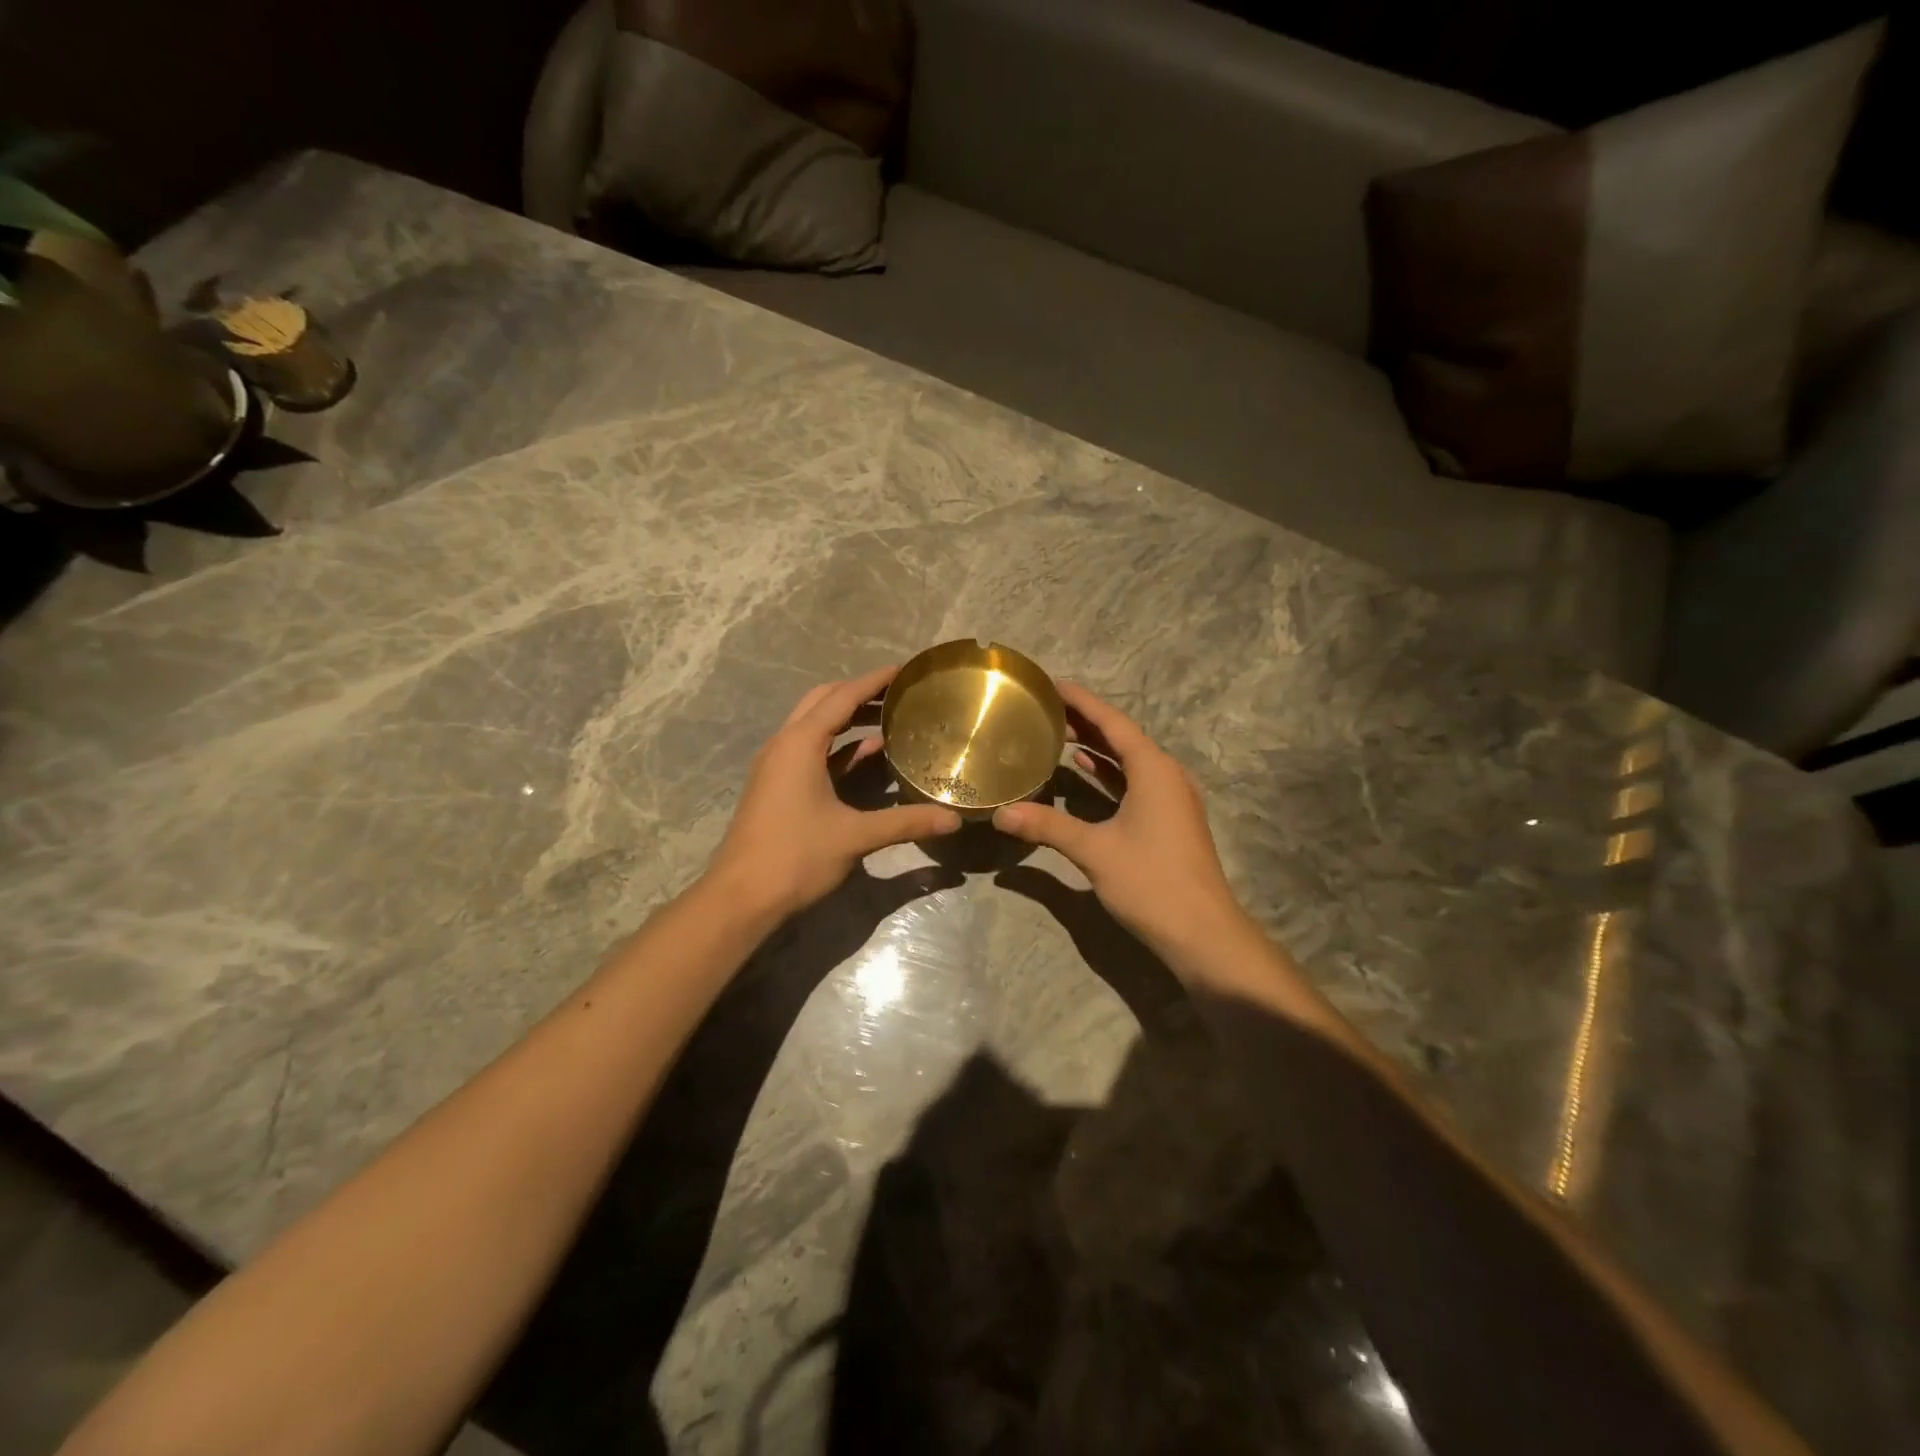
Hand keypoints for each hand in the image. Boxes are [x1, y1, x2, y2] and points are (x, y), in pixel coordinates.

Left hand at [707, 666, 961, 919]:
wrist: (741, 897)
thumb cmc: (795, 857)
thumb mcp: (855, 837)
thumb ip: (905, 823)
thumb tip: (953, 820)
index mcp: (800, 744)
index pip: (841, 697)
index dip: (874, 681)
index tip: (905, 671)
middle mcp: (784, 745)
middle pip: (823, 702)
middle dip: (859, 693)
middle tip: (898, 693)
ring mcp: (777, 766)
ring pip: (815, 726)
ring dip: (848, 719)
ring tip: (890, 718)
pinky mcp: (777, 786)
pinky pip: (811, 752)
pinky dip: (839, 747)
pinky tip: (869, 754)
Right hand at [992, 683, 1248, 963]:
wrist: (1203, 932)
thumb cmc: (1152, 882)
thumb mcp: (1095, 850)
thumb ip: (1047, 826)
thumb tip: (1000, 814)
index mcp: (1154, 769)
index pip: (1112, 721)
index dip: (1081, 700)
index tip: (1051, 684)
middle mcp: (1166, 774)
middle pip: (1121, 736)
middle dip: (1085, 720)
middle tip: (1044, 708)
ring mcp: (1172, 798)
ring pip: (1128, 760)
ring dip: (1096, 746)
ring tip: (1057, 734)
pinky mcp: (1169, 819)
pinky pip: (1134, 781)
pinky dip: (1108, 773)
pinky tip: (1083, 771)